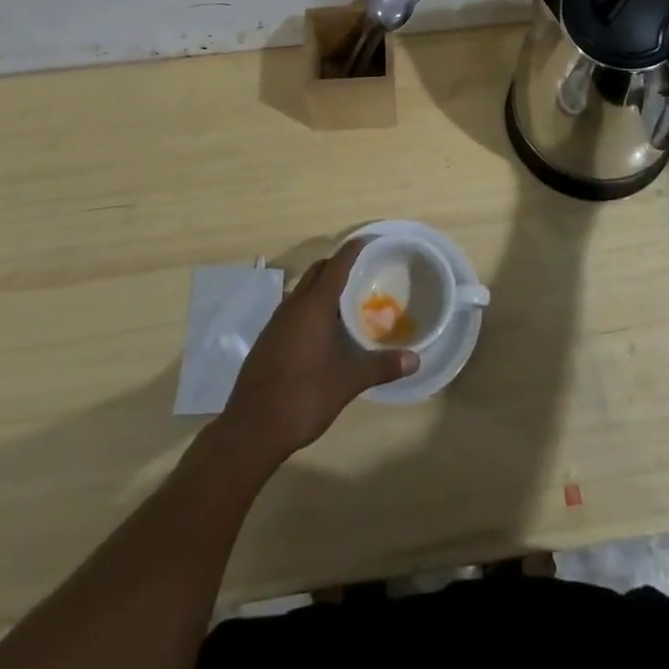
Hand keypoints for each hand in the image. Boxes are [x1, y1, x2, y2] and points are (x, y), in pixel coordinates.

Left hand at [219, 238, 416, 466]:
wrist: (252, 428)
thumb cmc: (304, 396)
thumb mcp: (348, 382)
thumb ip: (381, 366)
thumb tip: (415, 359)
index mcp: (314, 305)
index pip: (337, 264)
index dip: (353, 249)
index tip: (369, 240)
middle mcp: (293, 305)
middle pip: (317, 271)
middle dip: (338, 265)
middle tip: (362, 272)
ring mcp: (276, 322)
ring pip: (302, 290)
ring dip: (322, 287)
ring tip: (345, 301)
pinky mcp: (267, 339)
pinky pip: (292, 310)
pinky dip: (309, 308)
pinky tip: (321, 331)